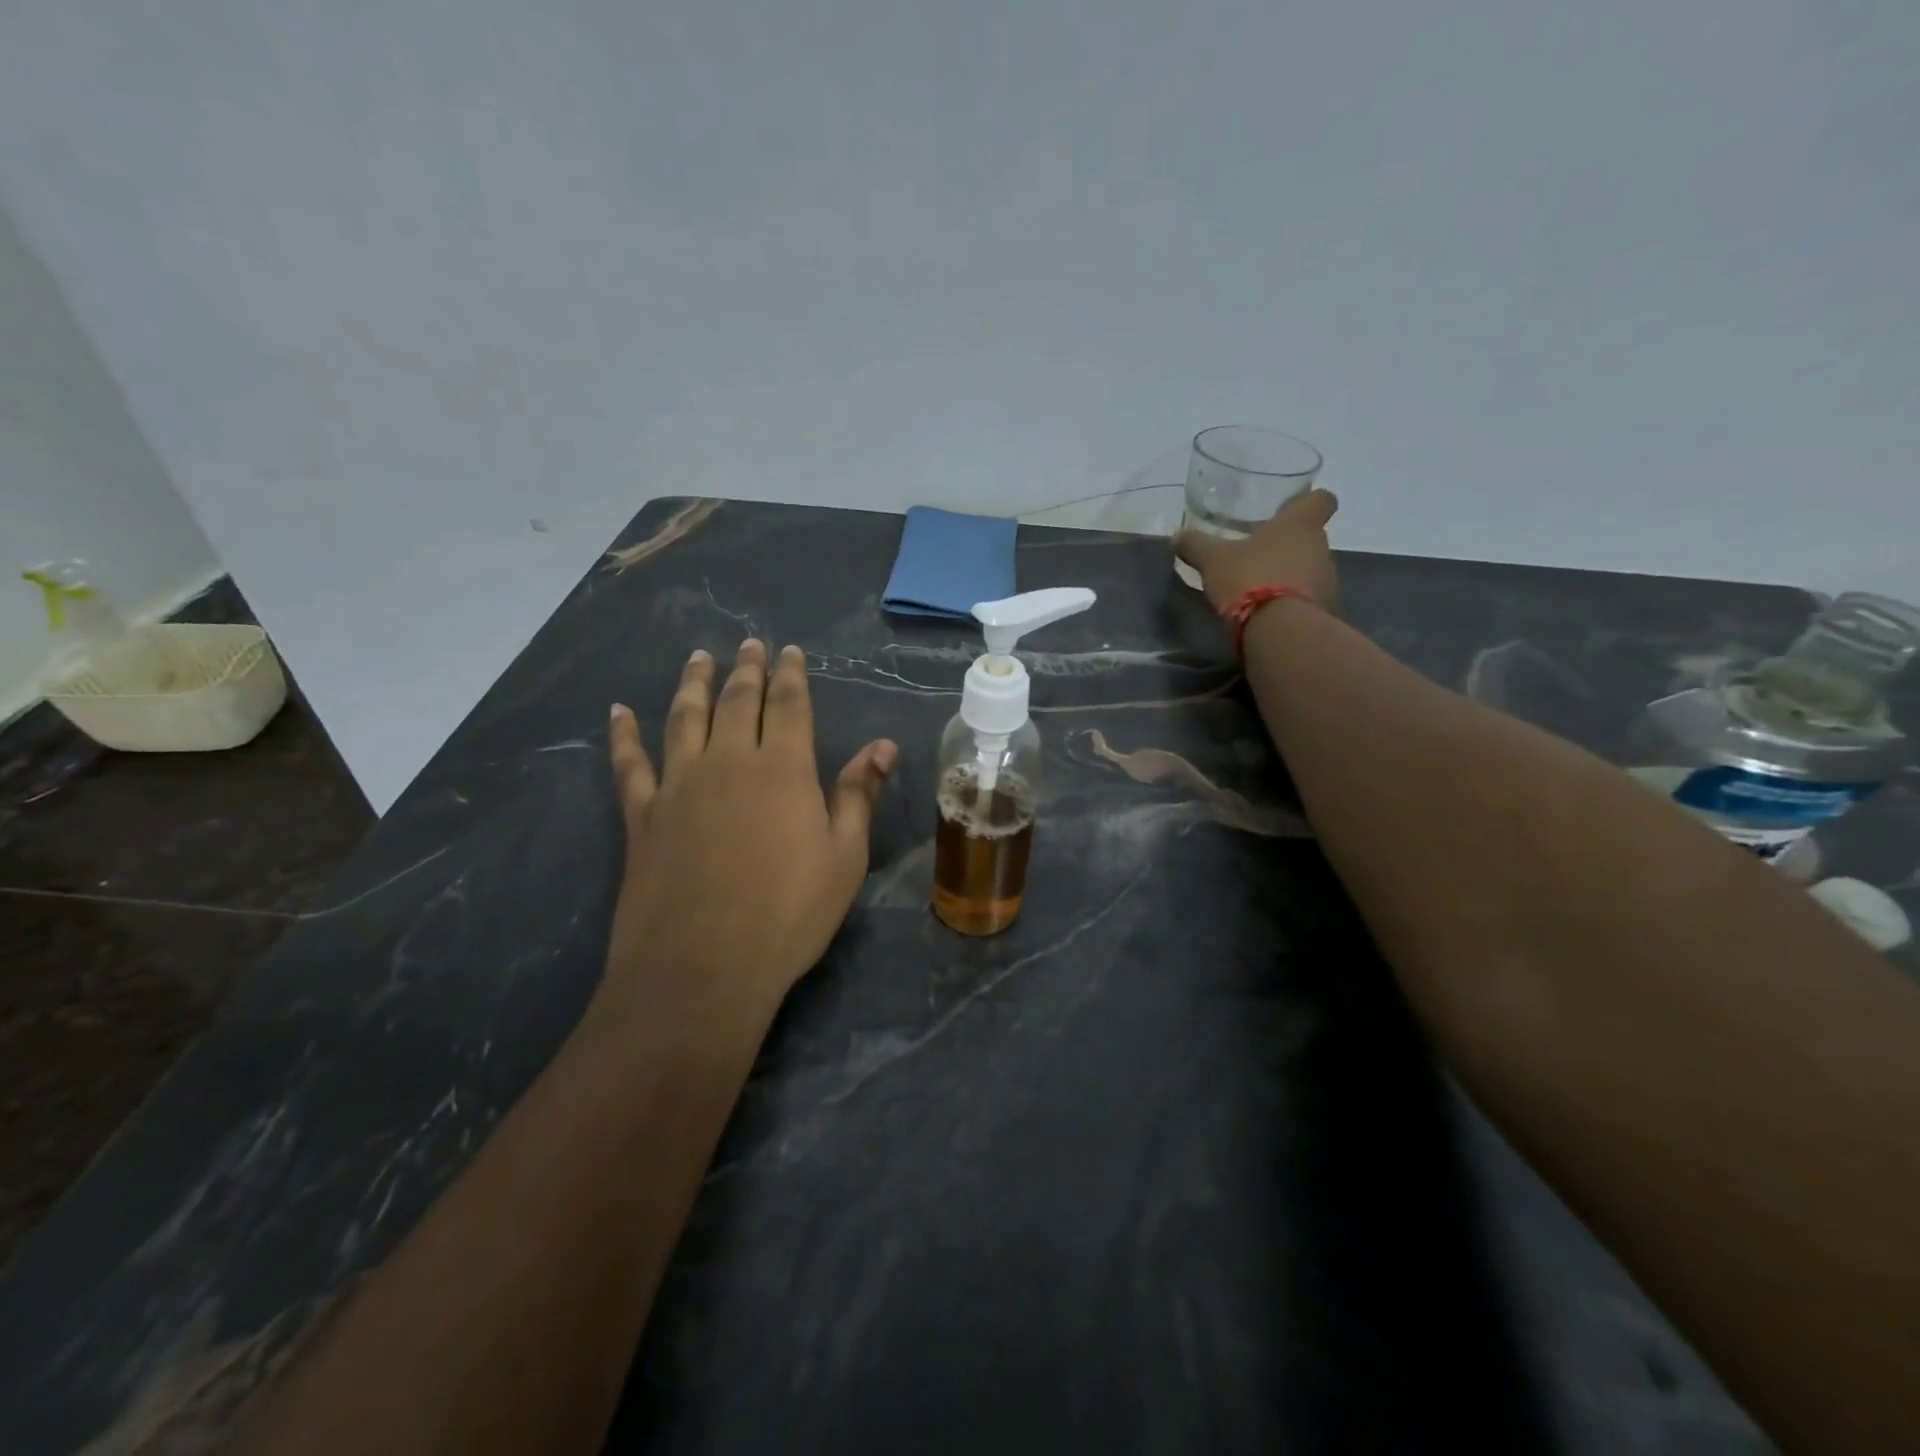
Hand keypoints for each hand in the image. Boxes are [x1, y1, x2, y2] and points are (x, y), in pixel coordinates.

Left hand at [599, 639, 896, 1031]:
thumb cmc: (789, 913)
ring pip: (685, 718)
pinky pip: (630, 763)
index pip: (789, 704)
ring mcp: (679, 785)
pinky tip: (618, 713)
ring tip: (697, 659)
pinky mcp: (642, 815)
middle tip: (748, 645)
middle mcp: (729, 761)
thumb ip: (858, 795)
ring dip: (692, 684)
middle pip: (738, 701)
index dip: (790, 674)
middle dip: (746, 669)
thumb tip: (882, 746)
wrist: (703, 967)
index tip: (789, 650)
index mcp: (784, 769)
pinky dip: (623, 735)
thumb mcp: (843, 857)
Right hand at [1174, 487, 1340, 615]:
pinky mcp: (1326, 612)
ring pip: (1311, 571)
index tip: (1292, 510)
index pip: (1321, 499)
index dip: (1309, 502)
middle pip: (1311, 539)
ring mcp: (1328, 582)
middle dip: (1289, 548)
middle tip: (1259, 558)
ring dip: (1292, 578)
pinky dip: (1294, 606)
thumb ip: (1196, 545)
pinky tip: (1270, 617)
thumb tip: (1177, 537)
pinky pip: (1310, 602)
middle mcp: (1321, 548)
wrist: (1280, 630)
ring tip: (1261, 592)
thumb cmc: (1250, 578)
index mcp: (1299, 524)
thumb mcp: (1213, 560)